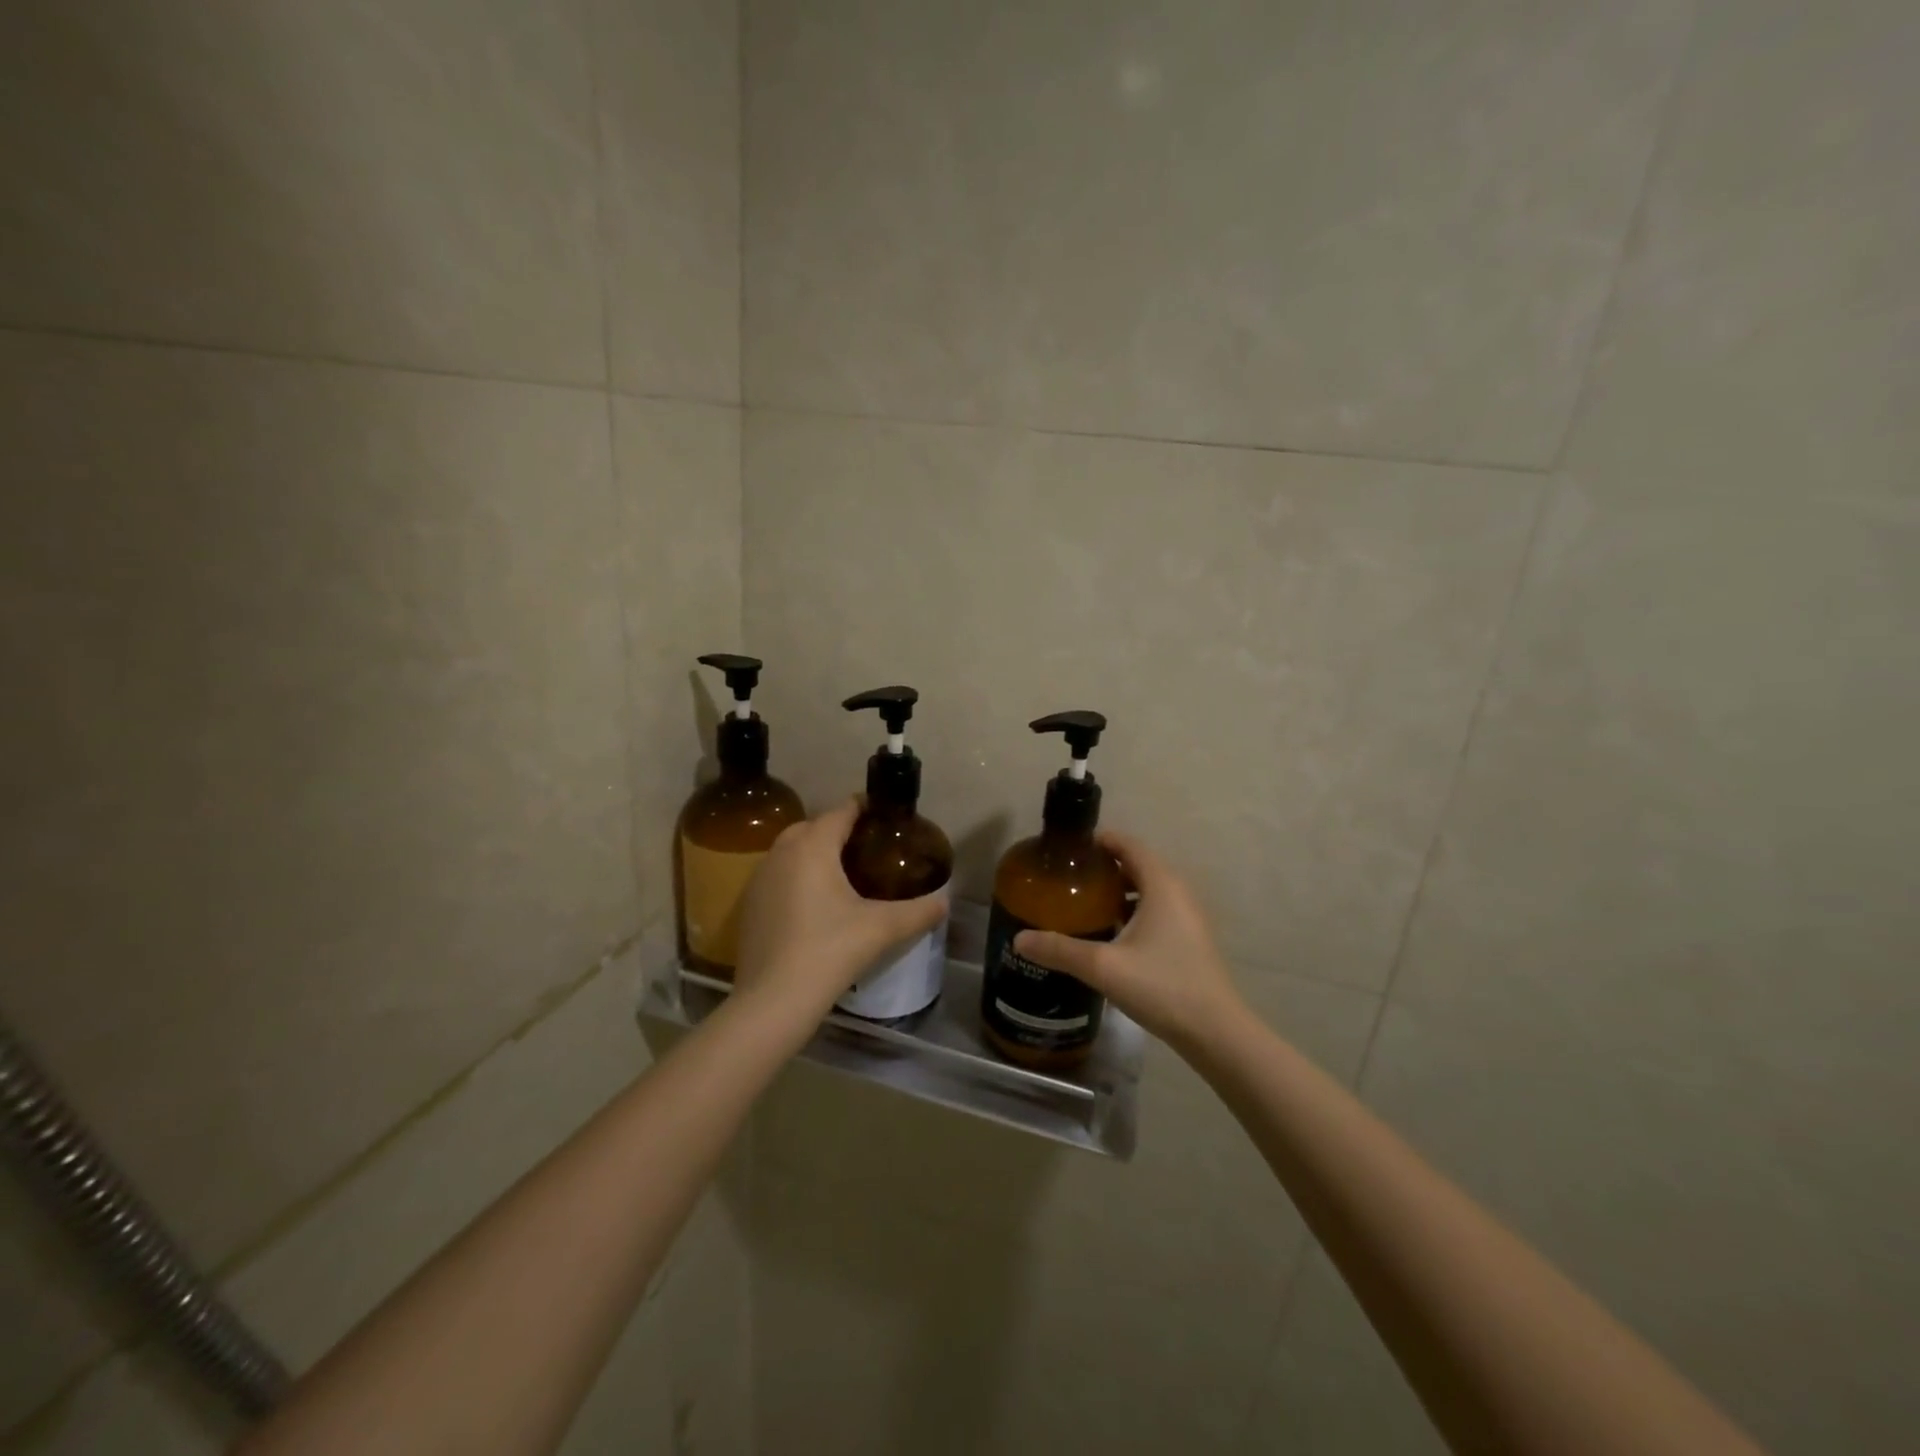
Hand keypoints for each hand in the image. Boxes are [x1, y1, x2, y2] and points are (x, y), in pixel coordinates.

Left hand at [733, 798, 947, 1018]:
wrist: (773, 1000)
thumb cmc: (829, 951)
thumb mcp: (881, 929)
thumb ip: (917, 912)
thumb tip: (945, 903)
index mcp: (813, 846)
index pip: (841, 811)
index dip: (864, 808)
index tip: (885, 816)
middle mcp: (781, 852)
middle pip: (813, 826)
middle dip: (838, 829)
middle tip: (867, 847)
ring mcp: (760, 878)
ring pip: (791, 850)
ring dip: (814, 853)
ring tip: (843, 872)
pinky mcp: (749, 904)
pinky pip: (777, 875)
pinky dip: (796, 877)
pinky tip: (814, 903)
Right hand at [1013, 832, 1246, 1054]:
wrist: (1215, 1032)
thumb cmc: (1162, 986)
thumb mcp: (1103, 967)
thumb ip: (1060, 950)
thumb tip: (1019, 939)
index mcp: (1162, 885)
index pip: (1129, 845)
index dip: (1100, 841)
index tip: (1069, 849)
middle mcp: (1178, 893)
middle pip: (1138, 865)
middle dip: (1104, 867)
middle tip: (1069, 878)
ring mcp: (1188, 917)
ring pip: (1148, 890)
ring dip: (1119, 890)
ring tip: (1084, 903)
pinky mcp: (1189, 939)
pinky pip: (1157, 910)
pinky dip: (1133, 910)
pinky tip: (1110, 934)